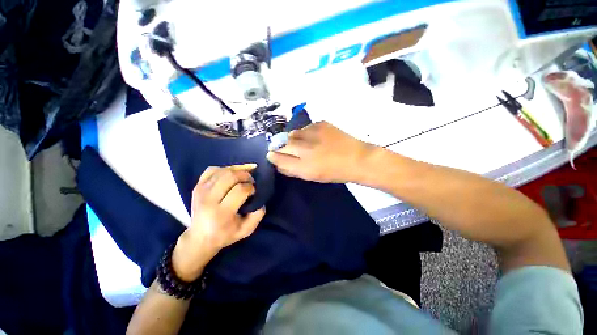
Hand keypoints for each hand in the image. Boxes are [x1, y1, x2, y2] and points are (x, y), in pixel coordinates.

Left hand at [173, 164, 265, 280]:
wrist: (199, 238)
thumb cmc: (225, 234)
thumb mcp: (246, 230)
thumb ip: (257, 216)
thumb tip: (260, 200)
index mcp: (222, 213)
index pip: (240, 190)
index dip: (251, 187)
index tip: (254, 191)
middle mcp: (209, 200)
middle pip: (230, 177)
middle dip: (245, 175)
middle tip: (250, 180)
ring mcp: (201, 191)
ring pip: (222, 171)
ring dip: (236, 171)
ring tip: (243, 176)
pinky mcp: (197, 187)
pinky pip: (211, 170)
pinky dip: (223, 169)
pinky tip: (230, 174)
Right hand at [266, 122, 374, 182]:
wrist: (357, 158)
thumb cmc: (334, 172)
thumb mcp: (311, 176)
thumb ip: (292, 169)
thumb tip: (277, 162)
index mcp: (303, 167)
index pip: (277, 158)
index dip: (273, 156)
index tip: (271, 155)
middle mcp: (305, 149)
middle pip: (282, 144)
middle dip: (279, 146)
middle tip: (283, 148)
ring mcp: (313, 134)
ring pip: (292, 134)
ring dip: (292, 138)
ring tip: (300, 142)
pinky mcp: (321, 124)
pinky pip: (305, 127)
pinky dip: (305, 132)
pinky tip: (313, 137)